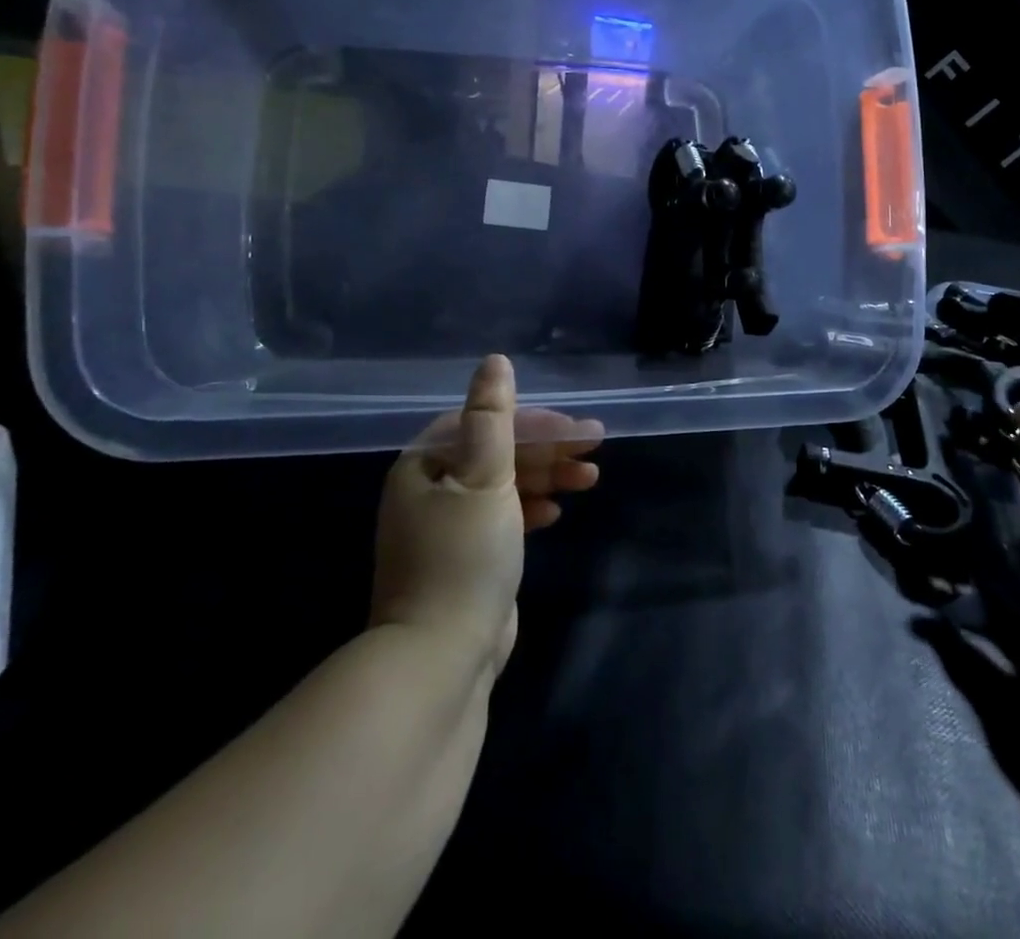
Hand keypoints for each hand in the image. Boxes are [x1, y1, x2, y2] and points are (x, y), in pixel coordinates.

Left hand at [369, 356, 604, 675]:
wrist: (441, 657)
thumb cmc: (463, 555)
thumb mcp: (484, 477)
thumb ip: (493, 417)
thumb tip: (495, 361)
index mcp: (425, 465)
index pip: (485, 424)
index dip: (535, 423)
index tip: (575, 430)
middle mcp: (431, 490)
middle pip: (498, 454)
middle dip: (549, 451)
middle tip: (594, 451)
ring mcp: (448, 527)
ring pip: (505, 486)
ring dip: (547, 477)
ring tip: (590, 479)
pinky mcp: (466, 558)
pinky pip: (504, 517)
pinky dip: (531, 508)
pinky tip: (558, 511)